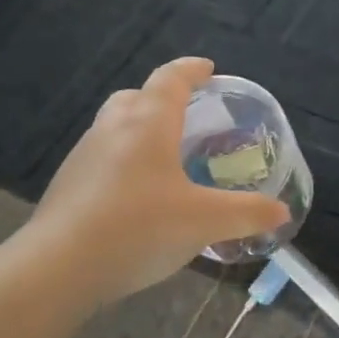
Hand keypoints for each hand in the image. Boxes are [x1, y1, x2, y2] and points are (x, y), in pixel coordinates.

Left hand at [25, 57, 290, 306]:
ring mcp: (84, 156)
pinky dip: (123, 162)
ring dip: (139, 131)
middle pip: (137, 97)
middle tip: (187, 117)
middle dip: (162, 99)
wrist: (58, 268)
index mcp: (148, 123)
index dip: (191, 70)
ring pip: (115, 127)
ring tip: (165, 159)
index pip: (171, 79)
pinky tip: (137, 197)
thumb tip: (280, 212)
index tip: (208, 69)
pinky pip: (102, 158)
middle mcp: (113, 129)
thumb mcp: (204, 222)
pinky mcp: (68, 185)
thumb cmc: (139, 228)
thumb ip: (246, 213)